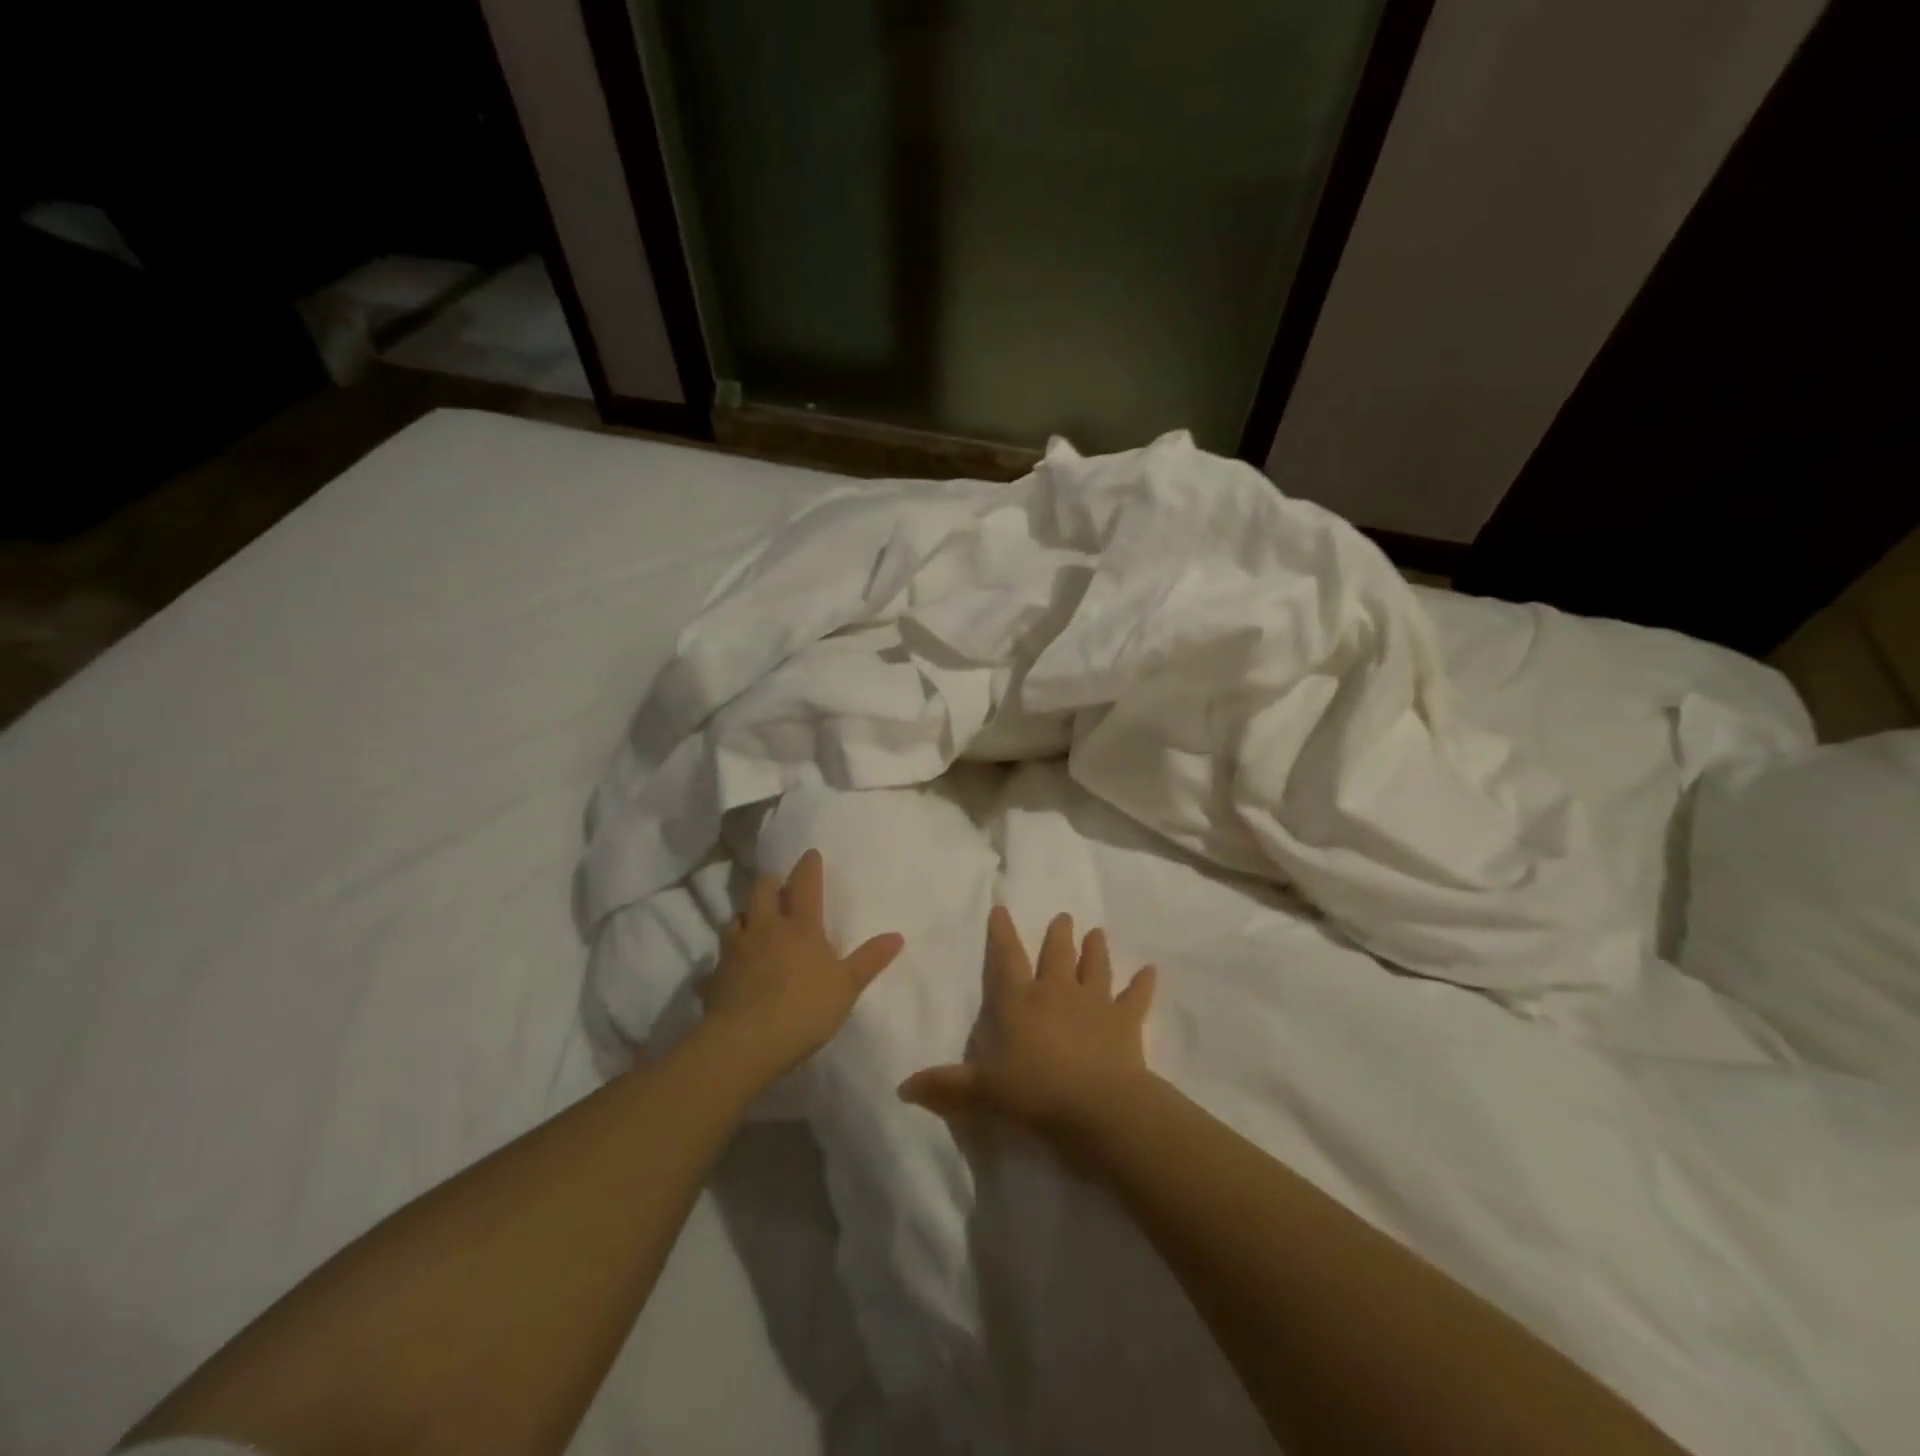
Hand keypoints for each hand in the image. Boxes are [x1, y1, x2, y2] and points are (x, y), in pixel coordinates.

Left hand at [701, 849, 904, 1077]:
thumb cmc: (805, 1008)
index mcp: (801, 927)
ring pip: (735, 919)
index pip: (805, 885)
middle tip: (776, 885)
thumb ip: (870, 960)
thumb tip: (897, 936)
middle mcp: (766, 928)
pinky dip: (723, 962)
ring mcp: (736, 950)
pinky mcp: (715, 976)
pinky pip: (716, 962)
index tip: (810, 854)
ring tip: (751, 923)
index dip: (808, 867)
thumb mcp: (847, 986)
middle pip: (762, 890)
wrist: (747, 1041)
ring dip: (745, 917)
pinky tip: (725, 971)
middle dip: (769, 882)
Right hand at [897, 905, 1156, 1138]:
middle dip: (1058, 936)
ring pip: (1095, 968)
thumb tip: (903, 1088)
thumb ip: (947, 1086)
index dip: (1001, 934)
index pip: (1006, 960)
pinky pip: (1136, 998)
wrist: (1098, 1106)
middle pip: (1056, 956)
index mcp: (1020, 1002)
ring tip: (1097, 932)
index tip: (1001, 908)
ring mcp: (1094, 1004)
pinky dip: (1143, 984)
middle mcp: (1056, 993)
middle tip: (1063, 916)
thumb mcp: (984, 1092)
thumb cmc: (1036, 1093)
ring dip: (1095, 950)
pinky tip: (1152, 971)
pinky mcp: (1125, 1022)